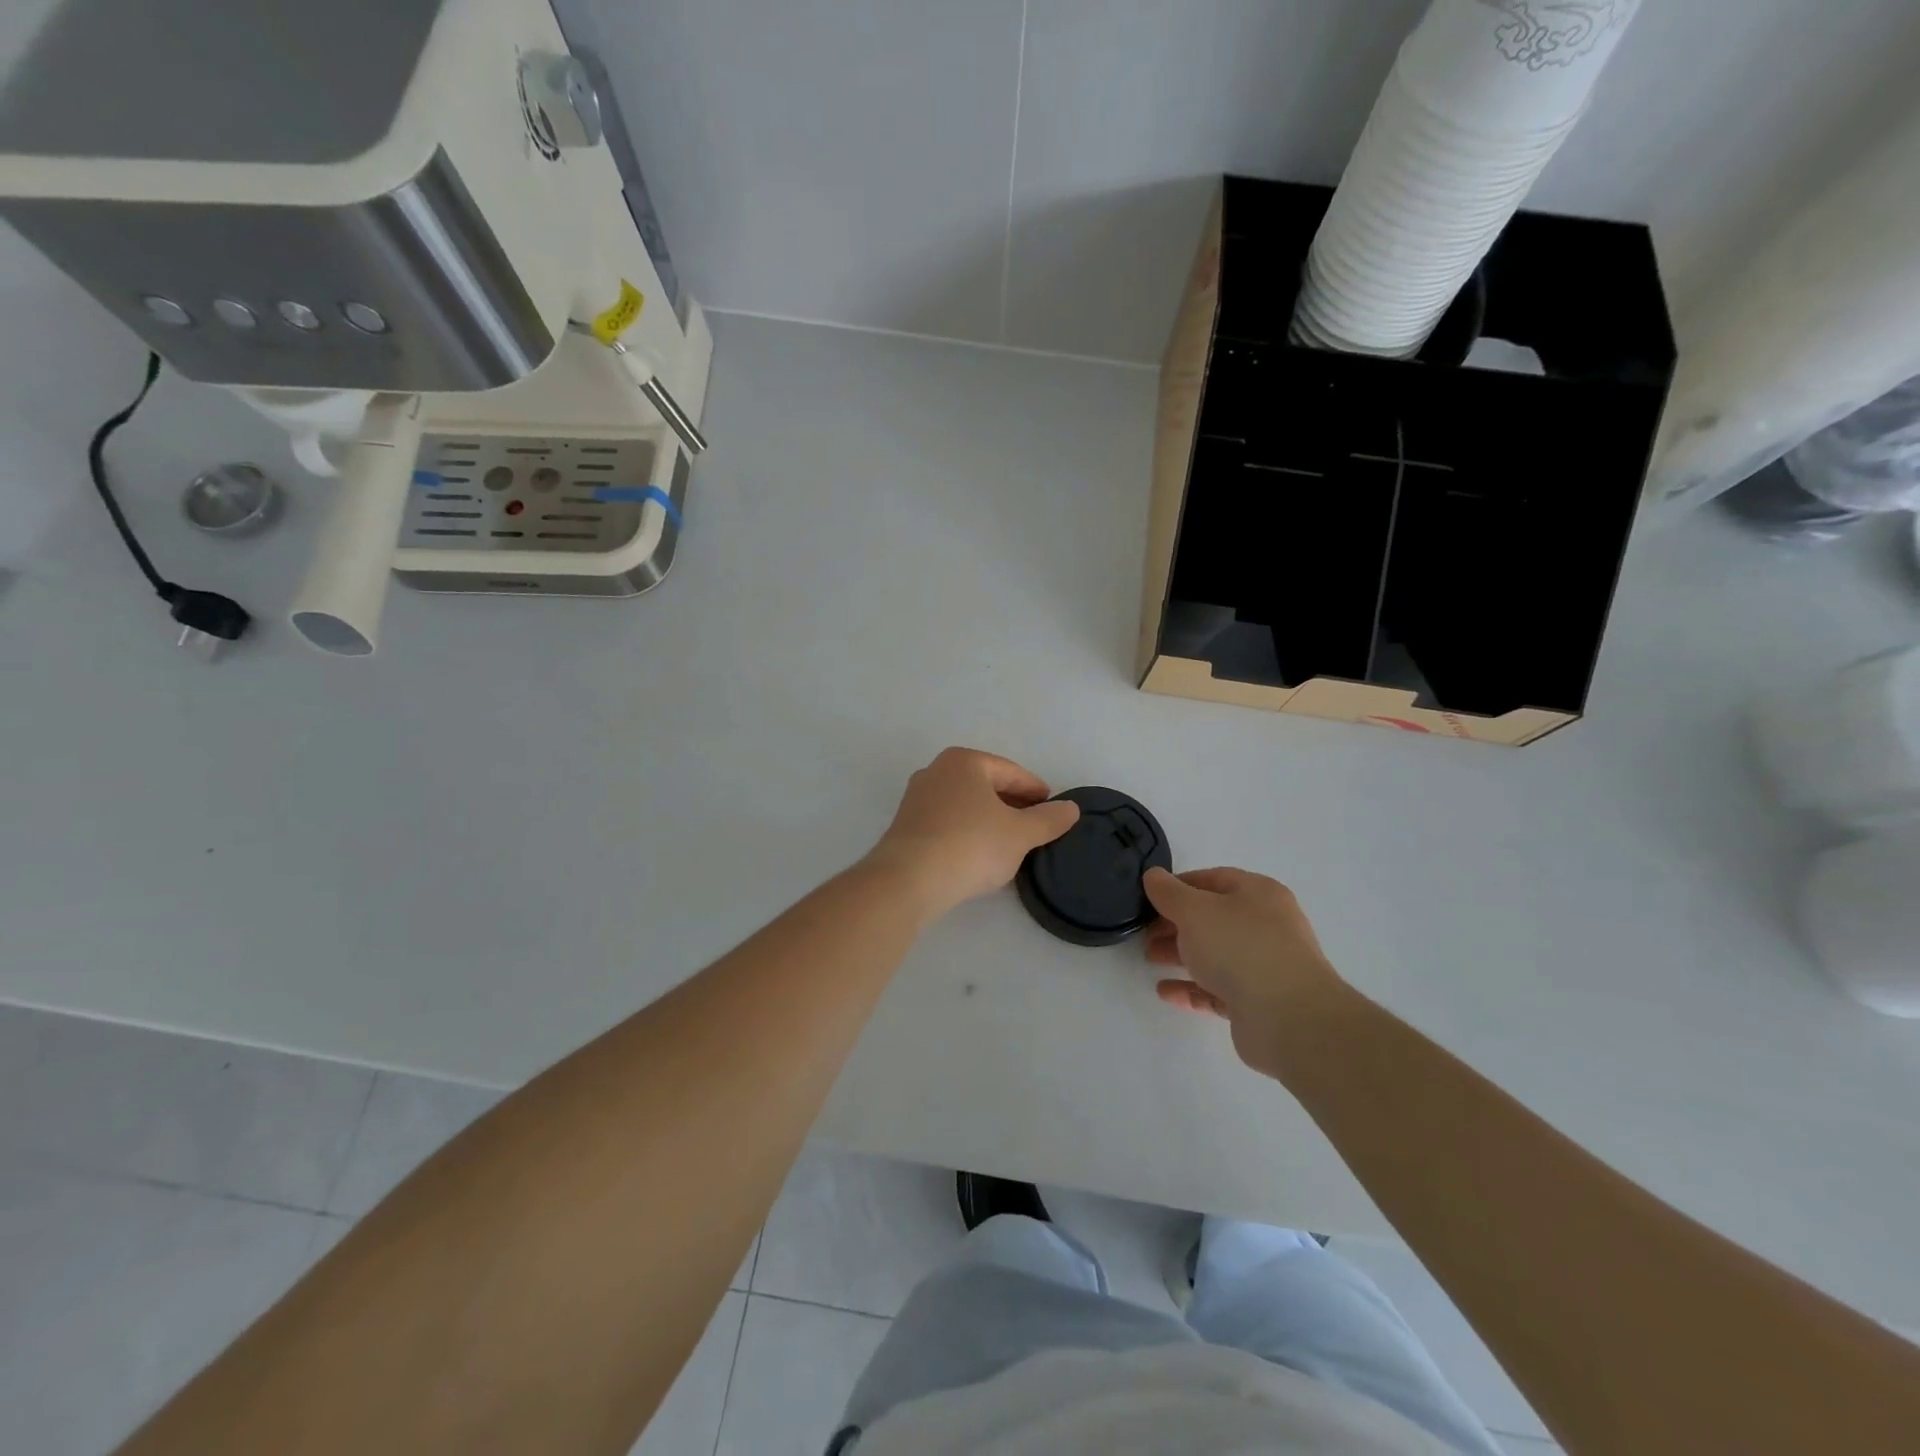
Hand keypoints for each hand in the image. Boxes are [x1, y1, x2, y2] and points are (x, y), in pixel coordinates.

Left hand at [867, 748, 1079, 920]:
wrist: (909, 880)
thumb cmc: (971, 845)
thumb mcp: (1020, 834)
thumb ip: (1048, 819)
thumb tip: (1071, 808)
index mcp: (965, 761)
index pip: (1012, 772)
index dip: (1037, 791)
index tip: (1053, 809)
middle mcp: (936, 770)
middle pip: (986, 785)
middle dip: (1012, 804)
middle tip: (1035, 827)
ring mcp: (916, 798)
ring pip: (965, 804)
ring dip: (989, 819)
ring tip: (1010, 843)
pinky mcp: (905, 825)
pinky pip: (947, 822)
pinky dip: (967, 832)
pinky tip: (978, 854)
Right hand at [1142, 866, 1346, 1072]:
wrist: (1290, 1019)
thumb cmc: (1241, 948)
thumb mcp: (1195, 911)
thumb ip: (1170, 893)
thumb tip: (1153, 875)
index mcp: (1259, 894)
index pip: (1213, 879)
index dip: (1178, 886)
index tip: (1148, 898)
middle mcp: (1266, 926)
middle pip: (1212, 918)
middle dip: (1176, 924)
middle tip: (1145, 933)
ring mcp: (1265, 966)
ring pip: (1214, 954)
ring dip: (1180, 954)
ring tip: (1150, 959)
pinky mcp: (1258, 1003)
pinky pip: (1218, 989)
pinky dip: (1192, 988)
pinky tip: (1165, 991)